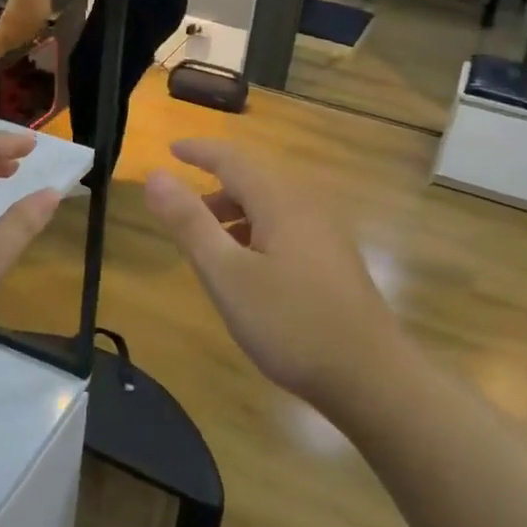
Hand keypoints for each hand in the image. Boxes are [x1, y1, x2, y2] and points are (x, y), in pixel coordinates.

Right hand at [145, 139, 403, 405]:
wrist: (371, 377)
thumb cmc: (290, 323)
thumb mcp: (226, 275)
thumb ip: (189, 223)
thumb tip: (156, 175)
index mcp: (281, 201)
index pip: (232, 159)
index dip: (199, 151)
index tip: (170, 149)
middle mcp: (308, 206)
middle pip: (254, 180)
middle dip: (214, 186)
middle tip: (179, 206)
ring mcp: (327, 234)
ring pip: (271, 206)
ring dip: (234, 212)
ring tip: (205, 241)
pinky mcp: (334, 261)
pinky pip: (286, 228)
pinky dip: (256, 232)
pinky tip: (246, 266)